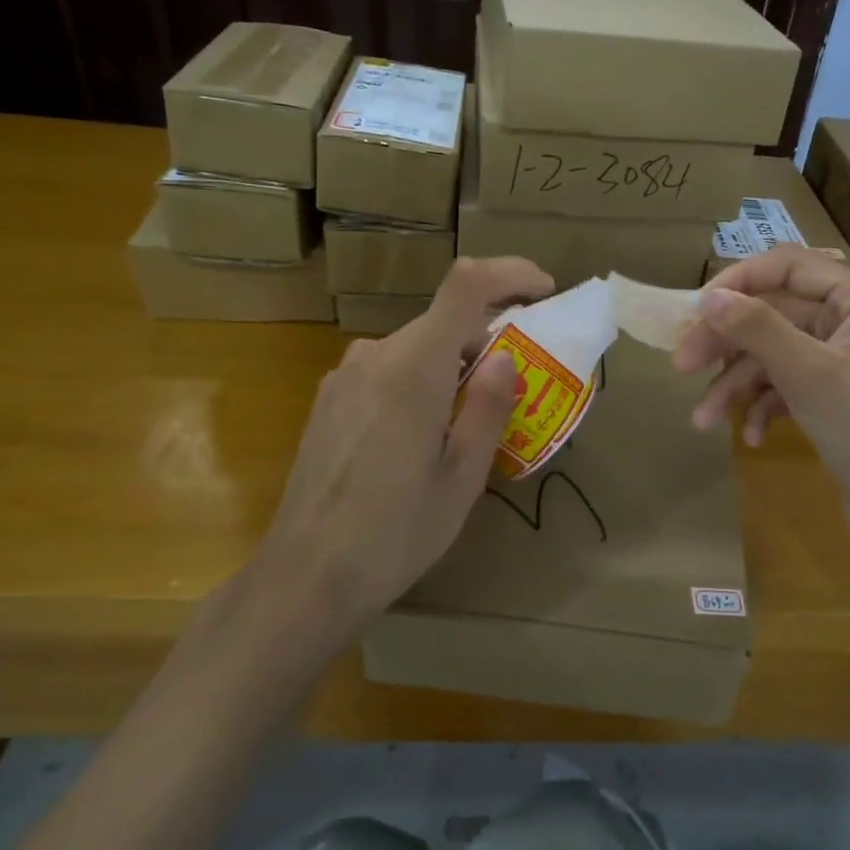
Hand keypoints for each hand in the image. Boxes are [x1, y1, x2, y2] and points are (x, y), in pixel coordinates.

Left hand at [257, 256, 553, 630]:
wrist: (305, 575)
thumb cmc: (396, 532)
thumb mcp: (463, 477)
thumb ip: (489, 407)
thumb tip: (506, 358)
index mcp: (414, 367)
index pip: (466, 285)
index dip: (511, 273)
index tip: (544, 291)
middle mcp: (375, 356)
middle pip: (443, 321)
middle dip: (487, 340)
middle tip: (515, 391)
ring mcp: (344, 376)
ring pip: (415, 348)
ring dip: (452, 367)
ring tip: (467, 426)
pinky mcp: (328, 399)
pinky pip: (387, 370)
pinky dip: (420, 382)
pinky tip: (420, 438)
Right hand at [671, 246, 849, 530]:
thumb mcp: (806, 372)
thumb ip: (756, 328)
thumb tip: (709, 297)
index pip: (788, 266)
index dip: (738, 282)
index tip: (695, 311)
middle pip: (775, 314)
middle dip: (728, 343)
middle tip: (682, 366)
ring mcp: (845, 362)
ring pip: (776, 356)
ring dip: (738, 385)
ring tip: (704, 420)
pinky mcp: (837, 398)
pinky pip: (789, 387)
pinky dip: (765, 407)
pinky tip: (752, 437)